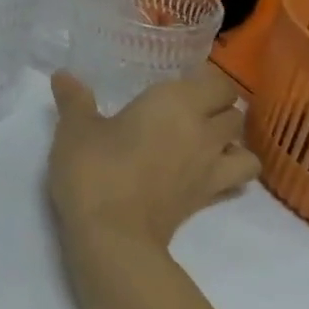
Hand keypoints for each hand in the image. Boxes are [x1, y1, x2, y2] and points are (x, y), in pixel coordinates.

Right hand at [48, 65, 260, 254]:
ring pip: (245, 147)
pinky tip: (204, 173)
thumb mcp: (74, 129)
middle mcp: (203, 131)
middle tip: (185, 110)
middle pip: (234, 112)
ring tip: (204, 142)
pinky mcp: (207, 199)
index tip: (178, 83)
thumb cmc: (94, 169)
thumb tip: (63, 75)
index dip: (203, 81)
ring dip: (231, 142)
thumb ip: (74, 100)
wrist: (113, 233)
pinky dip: (229, 174)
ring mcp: (211, 168)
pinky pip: (237, 181)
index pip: (217, 82)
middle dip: (217, 108)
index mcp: (175, 103)